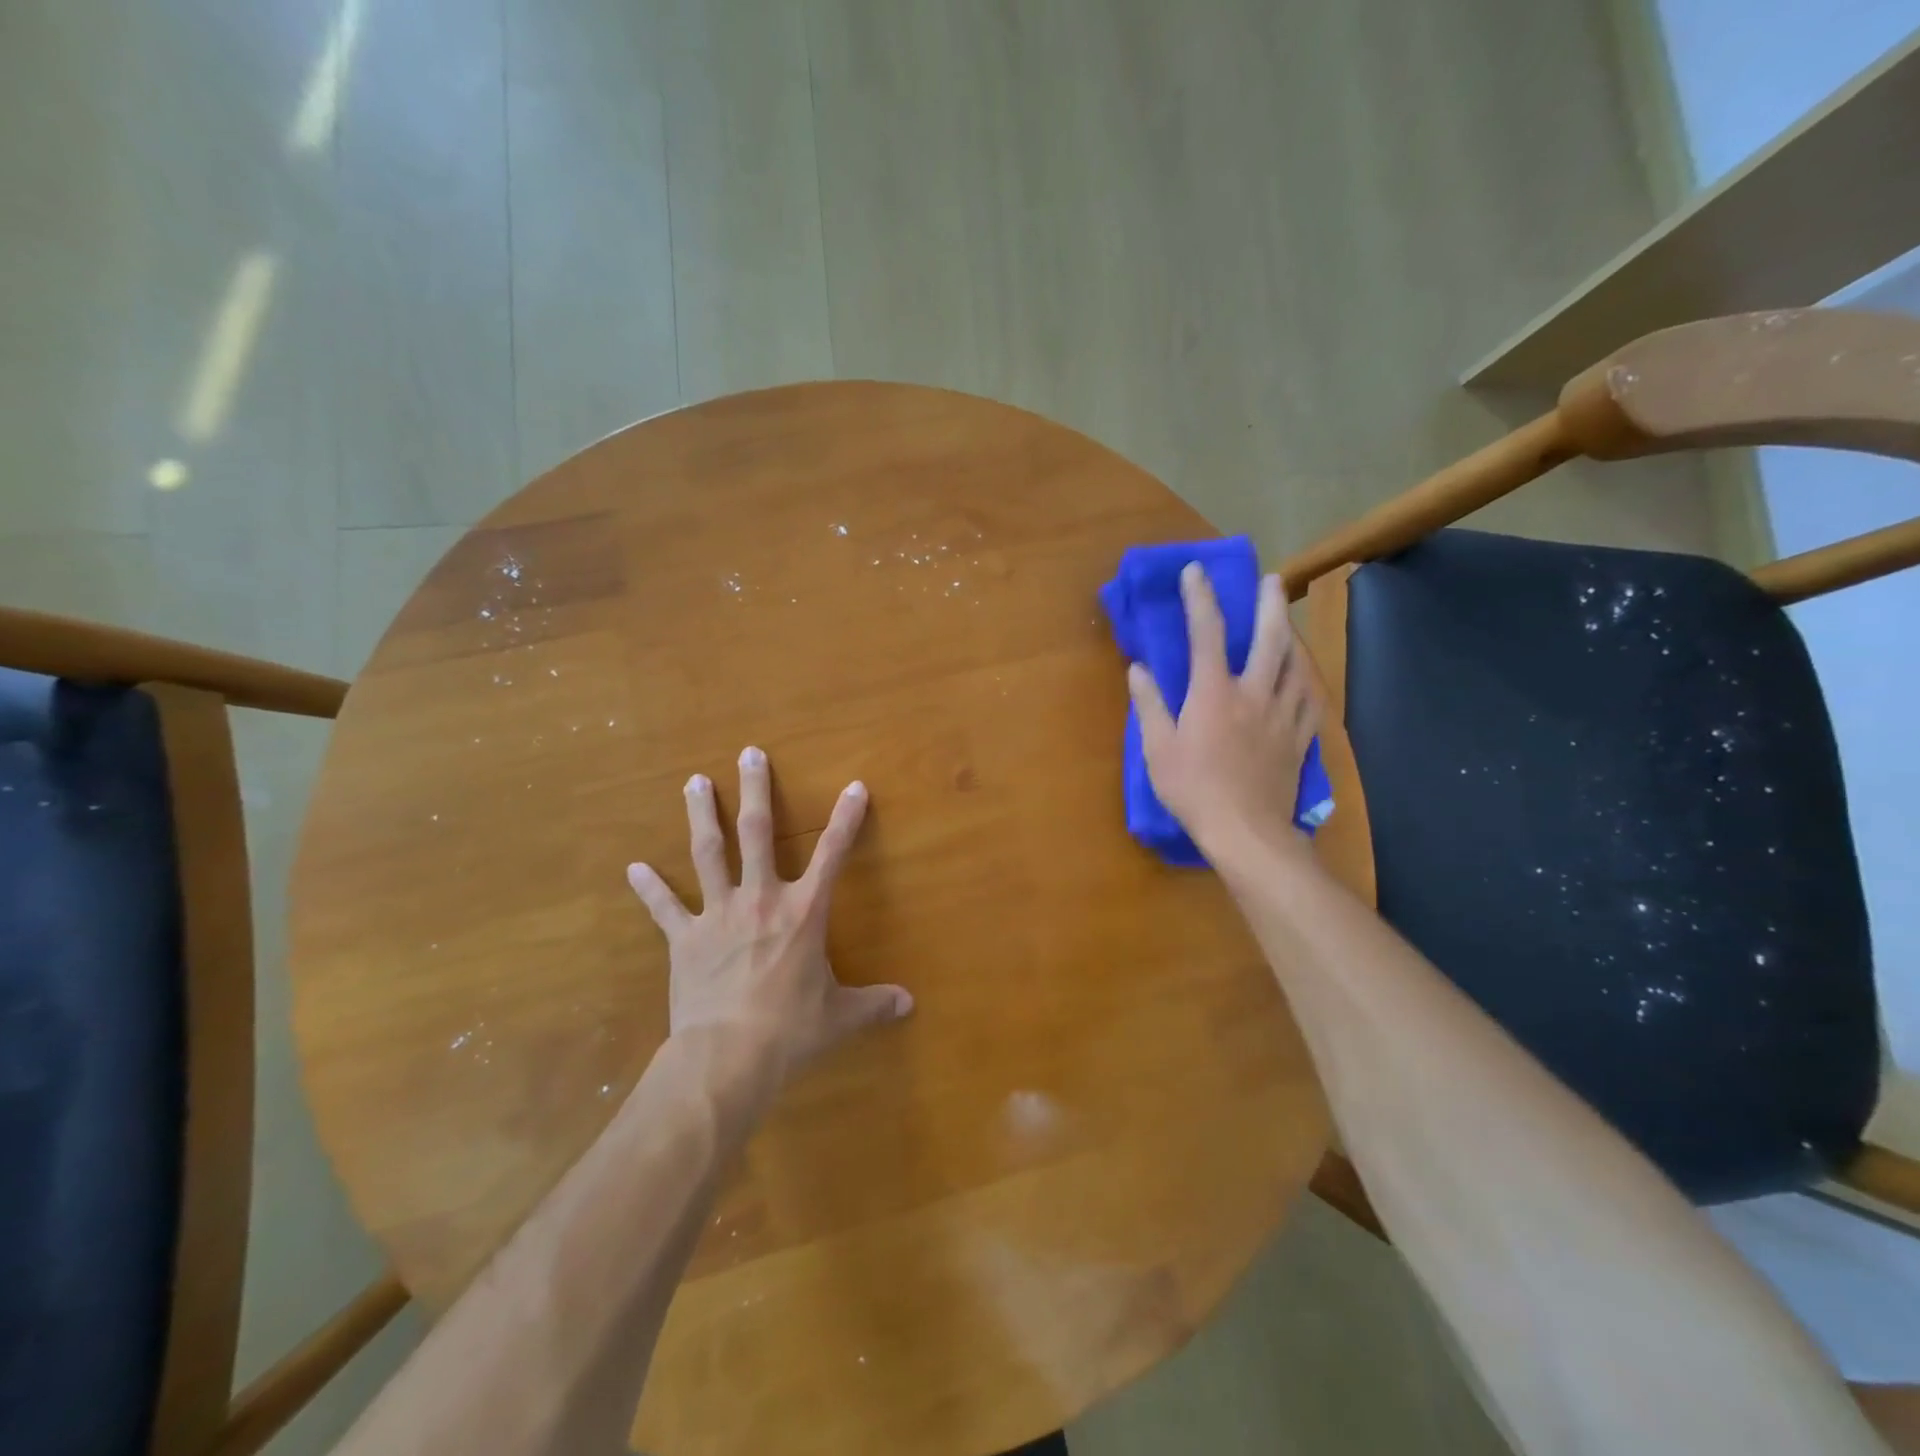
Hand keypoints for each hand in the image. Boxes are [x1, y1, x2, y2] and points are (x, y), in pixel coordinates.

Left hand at [626, 747, 912, 1085]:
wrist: (727, 1056)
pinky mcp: (685, 939)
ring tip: (694, 782)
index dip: (846, 818)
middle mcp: (761, 899)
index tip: (855, 786)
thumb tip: (910, 1006)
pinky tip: (633, 869)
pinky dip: (650, 889)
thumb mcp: (839, 1016)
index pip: (833, 854)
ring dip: (702, 816)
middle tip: (749, 754)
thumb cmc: (790, 1030)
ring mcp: (719, 914)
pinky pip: (665, 908)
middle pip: (757, 833)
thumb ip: (874, 1004)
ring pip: (709, 853)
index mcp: (804, 912)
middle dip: (755, 791)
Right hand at [1129, 564, 1321, 856]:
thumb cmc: (1194, 790)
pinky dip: (1308, 682)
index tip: (1196, 571)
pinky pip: (1311, 700)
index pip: (1206, 633)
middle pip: (1270, 638)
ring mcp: (1282, 715)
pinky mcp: (1299, 738)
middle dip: (1270, 604)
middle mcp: (1253, 693)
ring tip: (1290, 623)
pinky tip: (1307, 677)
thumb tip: (1139, 669)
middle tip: (1272, 580)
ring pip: (1298, 665)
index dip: (1200, 598)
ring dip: (1294, 637)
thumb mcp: (1158, 749)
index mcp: (1213, 692)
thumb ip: (1150, 705)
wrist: (1246, 832)